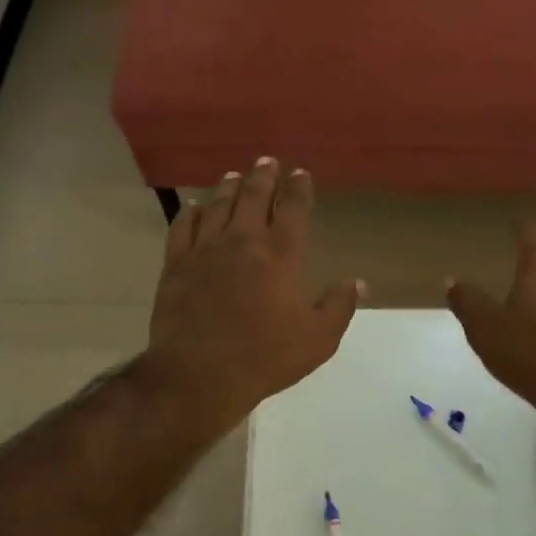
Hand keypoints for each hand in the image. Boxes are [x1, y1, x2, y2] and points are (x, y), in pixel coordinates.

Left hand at [143, 158, 363, 426]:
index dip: (298, 188)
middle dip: (263, 175)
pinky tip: (195, 206)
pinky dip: (191, 212)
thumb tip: (358, 282)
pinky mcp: (176, 263)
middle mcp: (243, 240)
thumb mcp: (318, 340)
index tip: (300, 174)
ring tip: (234, 175)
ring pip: (218, 205)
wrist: (199, 374)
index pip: (293, 208)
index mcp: (281, 254)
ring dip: (229, 186)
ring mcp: (206, 248)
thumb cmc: (265, 358)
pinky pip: (182, 226)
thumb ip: (339, 306)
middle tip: (267, 161)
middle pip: (254, 196)